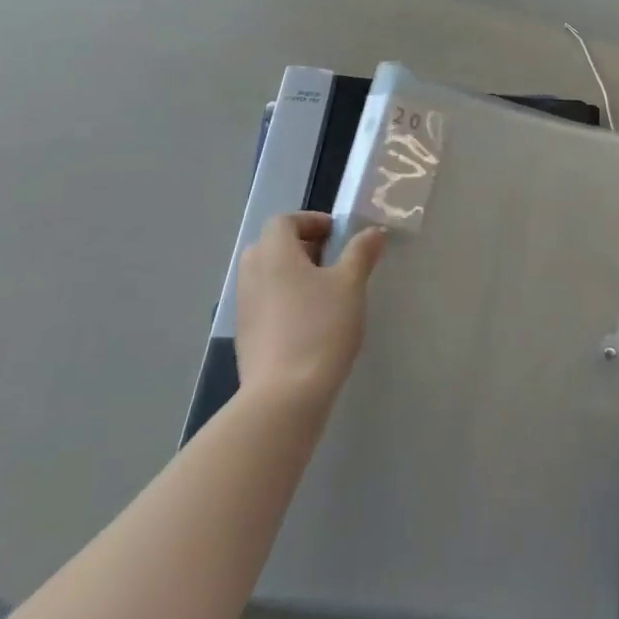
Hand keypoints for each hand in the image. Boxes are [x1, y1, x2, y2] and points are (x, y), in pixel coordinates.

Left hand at [235, 212, 385, 407]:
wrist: (284, 397)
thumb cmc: (320, 328)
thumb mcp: (351, 284)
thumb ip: (361, 252)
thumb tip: (373, 232)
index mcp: (274, 253)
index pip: (284, 221)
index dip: (311, 221)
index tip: (338, 236)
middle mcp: (252, 275)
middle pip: (272, 246)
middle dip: (303, 247)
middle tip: (334, 261)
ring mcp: (245, 308)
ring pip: (268, 276)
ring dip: (294, 275)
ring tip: (327, 293)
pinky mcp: (246, 336)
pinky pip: (266, 303)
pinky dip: (286, 301)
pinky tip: (312, 323)